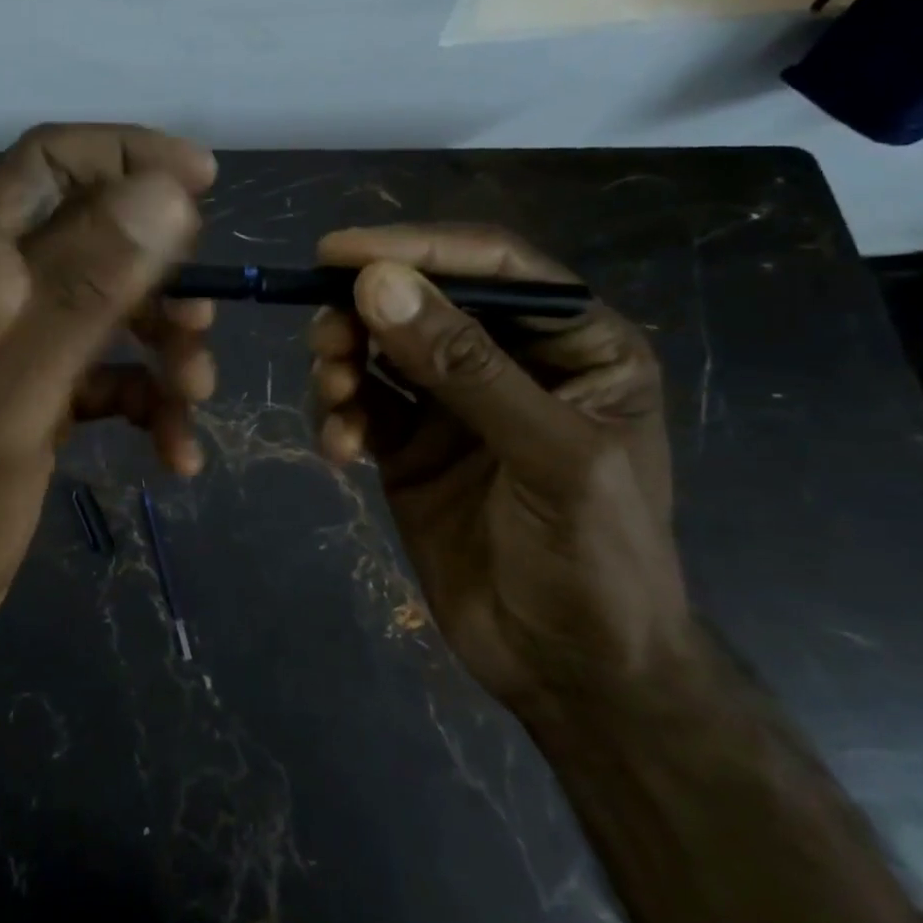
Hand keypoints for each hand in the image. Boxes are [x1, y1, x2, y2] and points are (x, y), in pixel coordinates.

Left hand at [0, 124, 217, 646]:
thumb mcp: (18, 394)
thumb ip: (85, 293)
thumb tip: (163, 196)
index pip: (48, 162)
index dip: (126, 154)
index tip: (202, 181)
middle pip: (94, 235)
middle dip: (160, 273)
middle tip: (202, 320)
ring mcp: (17, 339)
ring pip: (113, 305)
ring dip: (165, 344)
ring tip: (196, 397)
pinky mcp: (40, 385)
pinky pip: (111, 368)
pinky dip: (149, 398)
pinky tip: (176, 450)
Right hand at [308, 225, 688, 712]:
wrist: (569, 673)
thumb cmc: (596, 561)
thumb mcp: (549, 456)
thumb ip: (464, 368)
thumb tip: (377, 285)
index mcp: (574, 345)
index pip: (493, 268)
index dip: (417, 249)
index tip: (339, 252)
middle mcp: (508, 362)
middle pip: (423, 302)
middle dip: (365, 314)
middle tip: (326, 340)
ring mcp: (452, 405)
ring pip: (380, 350)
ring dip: (344, 362)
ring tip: (334, 397)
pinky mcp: (408, 447)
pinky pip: (360, 406)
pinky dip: (337, 415)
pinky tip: (337, 449)